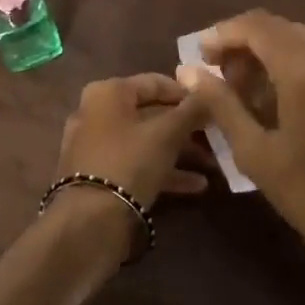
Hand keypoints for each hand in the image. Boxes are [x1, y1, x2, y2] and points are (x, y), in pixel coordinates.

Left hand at [52, 73, 213, 208]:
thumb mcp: (167, 133)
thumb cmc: (129, 162)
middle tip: (214, 136)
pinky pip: (136, 165)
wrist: (89, 222)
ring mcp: (95, 147)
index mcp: (108, 92)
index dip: (186, 93)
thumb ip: (191, 111)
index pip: (155, 82)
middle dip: (185, 127)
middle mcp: (96, 113)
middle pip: (150, 114)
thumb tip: (210, 92)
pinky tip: (196, 186)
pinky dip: (163, 171)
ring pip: (145, 142)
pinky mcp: (99, 177)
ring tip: (211, 164)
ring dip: (179, 152)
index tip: (213, 105)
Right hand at [178, 12, 304, 304]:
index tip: (199, 54)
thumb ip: (221, 104)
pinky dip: (289, 65)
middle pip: (279, 28)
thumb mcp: (255, 152)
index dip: (224, 33)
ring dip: (266, 52)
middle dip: (243, 41)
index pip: (258, 27)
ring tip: (240, 88)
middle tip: (216, 71)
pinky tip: (273, 99)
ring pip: (299, 41)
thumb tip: (188, 70)